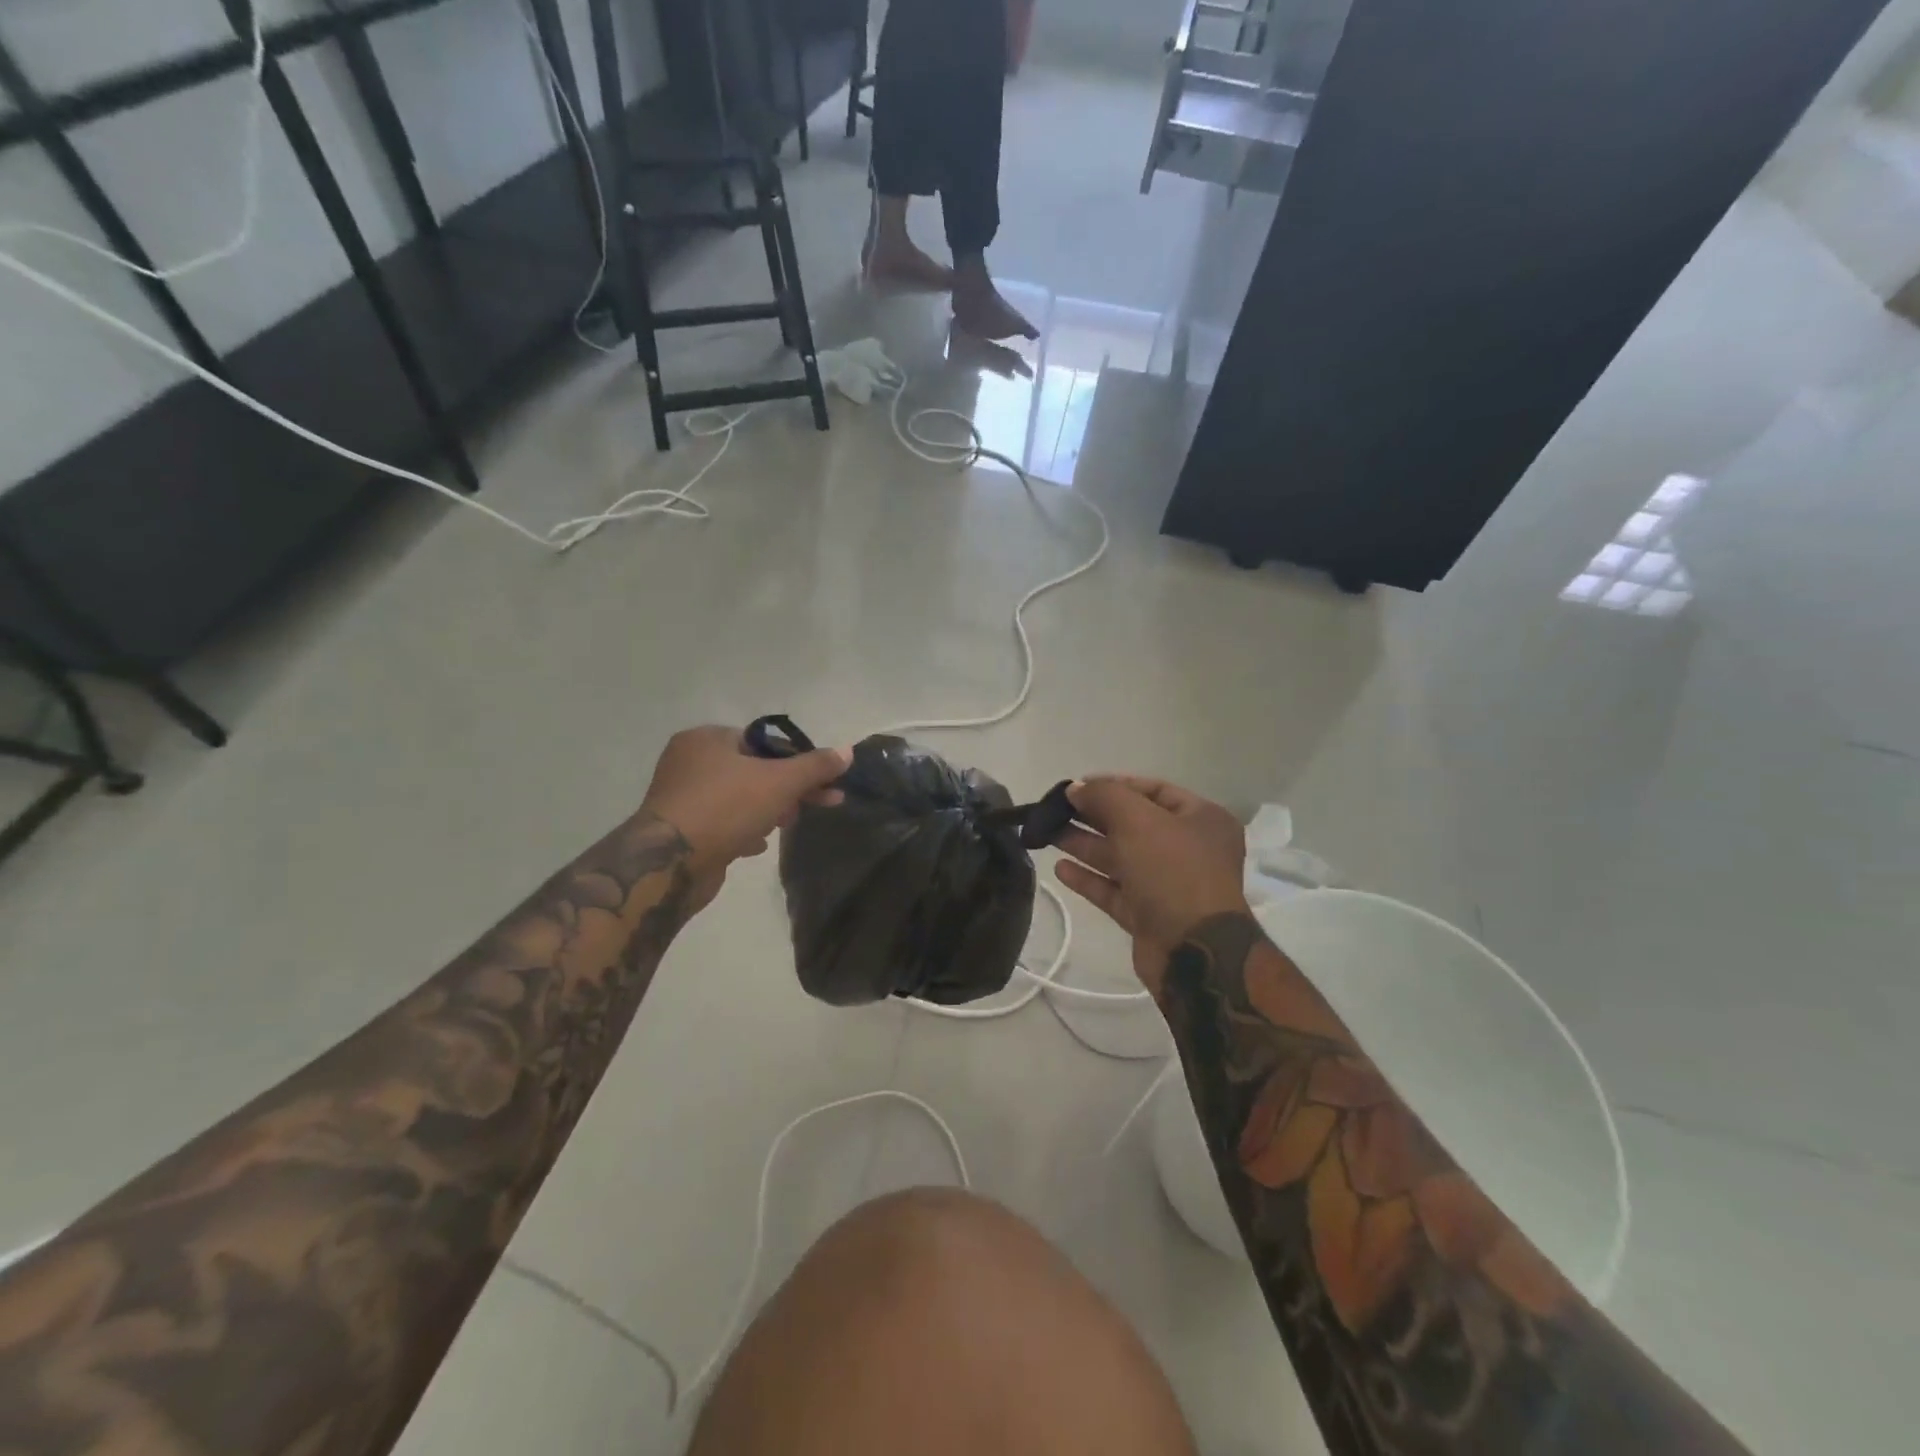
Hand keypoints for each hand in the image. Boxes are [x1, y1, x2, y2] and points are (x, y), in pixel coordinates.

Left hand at [639, 726, 850, 907]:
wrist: (669, 863)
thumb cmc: (725, 808)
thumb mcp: (780, 782)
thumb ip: (815, 767)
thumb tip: (848, 751)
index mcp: (706, 738)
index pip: (763, 742)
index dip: (798, 762)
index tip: (823, 784)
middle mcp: (689, 761)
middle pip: (753, 770)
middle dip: (787, 790)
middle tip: (814, 806)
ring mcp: (682, 796)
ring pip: (739, 798)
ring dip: (767, 811)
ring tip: (784, 827)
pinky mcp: (681, 828)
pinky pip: (723, 822)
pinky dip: (743, 830)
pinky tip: (756, 846)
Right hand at [1054, 776, 1250, 995]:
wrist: (1195, 951)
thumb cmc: (1173, 872)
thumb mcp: (1138, 820)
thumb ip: (1104, 796)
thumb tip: (1075, 788)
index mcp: (1200, 820)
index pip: (1152, 790)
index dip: (1113, 785)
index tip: (1076, 786)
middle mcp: (1188, 849)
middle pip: (1133, 824)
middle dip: (1093, 816)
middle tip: (1054, 811)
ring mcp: (1169, 884)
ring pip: (1120, 858)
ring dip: (1085, 845)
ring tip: (1048, 834)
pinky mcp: (1149, 915)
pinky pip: (1115, 890)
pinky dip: (1089, 878)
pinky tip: (1060, 869)